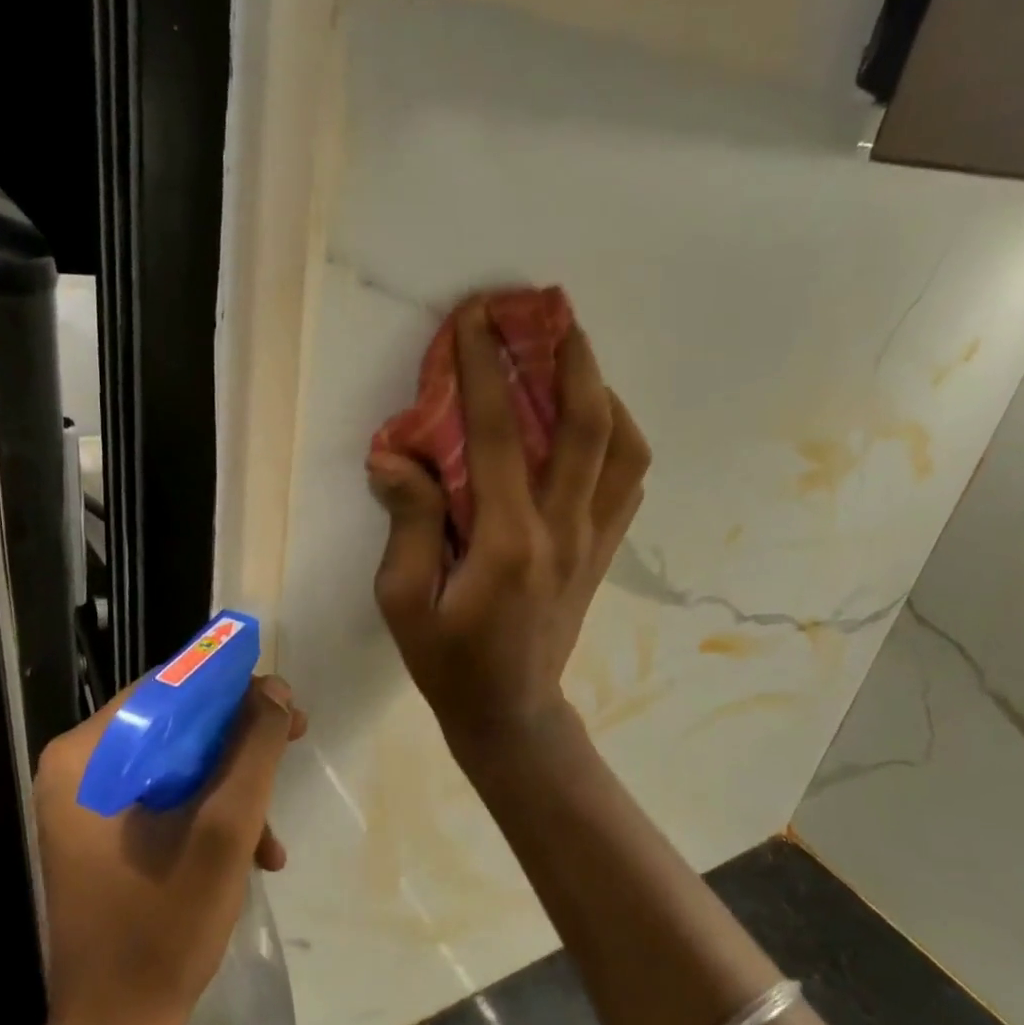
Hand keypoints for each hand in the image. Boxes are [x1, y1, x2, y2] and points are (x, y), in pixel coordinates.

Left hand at [32, 677, 306, 1024]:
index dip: (231, 688)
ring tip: (272, 834)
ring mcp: (87, 806)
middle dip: (239, 742)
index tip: (283, 703)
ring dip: (232, 788)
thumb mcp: (225, 828)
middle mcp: (78, 770)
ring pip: (177, 764)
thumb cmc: (164, 926)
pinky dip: (210, 816)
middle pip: (175, 725)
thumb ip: (254, 749)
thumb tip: (275, 689)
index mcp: (85, 757)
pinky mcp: (103, 836)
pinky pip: (166, 800)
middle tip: (294, 742)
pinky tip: (253, 853)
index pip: (167, 689)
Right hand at [368, 298, 650, 756]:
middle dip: (570, 357)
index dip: (484, 368)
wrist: (511, 713)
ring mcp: (593, 540)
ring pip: (623, 448)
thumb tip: (395, 455)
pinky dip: (617, 439)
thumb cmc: (449, 662)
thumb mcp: (404, 600)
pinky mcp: (603, 551)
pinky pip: (627, 481)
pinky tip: (593, 423)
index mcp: (508, 541)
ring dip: (604, 392)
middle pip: (587, 425)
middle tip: (552, 312)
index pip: (495, 434)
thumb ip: (407, 522)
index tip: (474, 318)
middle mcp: (563, 529)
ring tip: (576, 359)